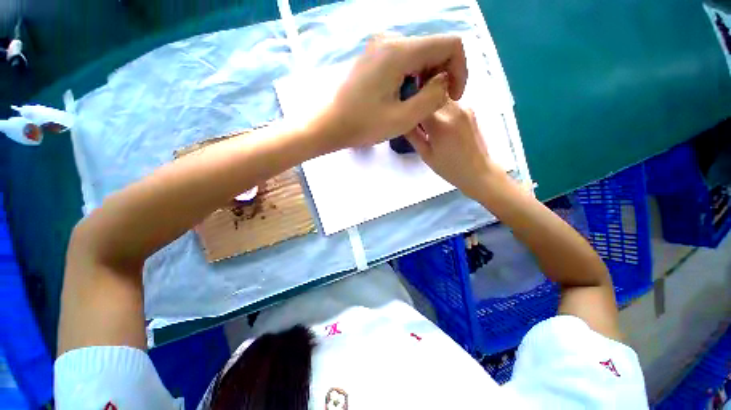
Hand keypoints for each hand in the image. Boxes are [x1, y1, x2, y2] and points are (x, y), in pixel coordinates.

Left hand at [318, 34, 467, 149]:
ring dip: (428, 77)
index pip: (450, 44)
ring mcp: (380, 46)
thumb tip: (445, 81)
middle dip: (442, 75)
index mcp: (399, 51)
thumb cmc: (364, 126)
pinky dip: (414, 76)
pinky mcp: (375, 56)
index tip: (452, 96)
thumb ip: (433, 97)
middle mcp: (391, 39)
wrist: (331, 124)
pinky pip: (405, 59)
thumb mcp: (403, 119)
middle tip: (433, 104)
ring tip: (419, 103)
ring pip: (420, 54)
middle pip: (434, 47)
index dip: (460, 70)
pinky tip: (406, 95)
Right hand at [405, 99, 503, 199]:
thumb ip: (413, 135)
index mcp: (440, 124)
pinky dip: (441, 107)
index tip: (403, 109)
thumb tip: (402, 120)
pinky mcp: (471, 110)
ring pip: (441, 96)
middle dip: (421, 100)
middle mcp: (454, 110)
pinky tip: (440, 122)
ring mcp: (465, 107)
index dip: (409, 102)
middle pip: (431, 94)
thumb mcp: (425, 155)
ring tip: (426, 119)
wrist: (479, 171)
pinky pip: (451, 102)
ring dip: (431, 103)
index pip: (419, 102)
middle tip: (413, 112)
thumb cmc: (449, 168)